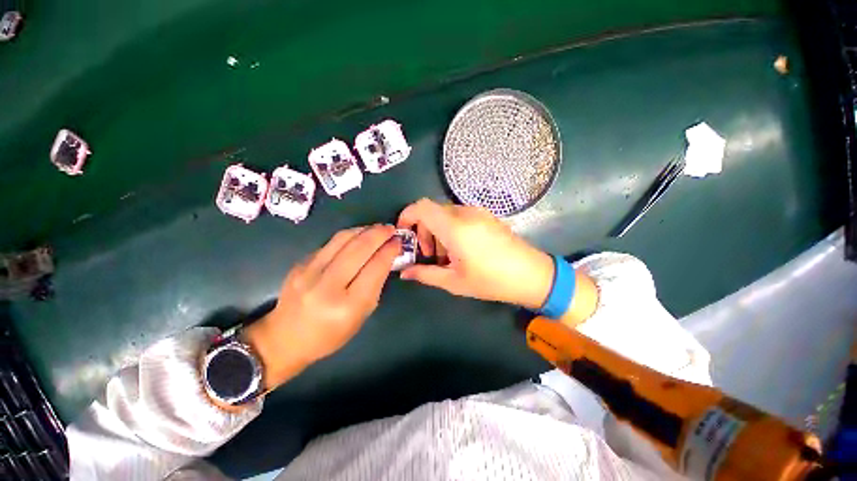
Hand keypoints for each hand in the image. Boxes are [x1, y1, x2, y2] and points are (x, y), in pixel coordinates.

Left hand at [244, 225, 399, 389]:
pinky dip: (349, 236)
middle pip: (359, 249)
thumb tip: (386, 257)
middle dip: (379, 234)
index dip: (389, 251)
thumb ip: (375, 285)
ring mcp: (309, 272)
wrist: (285, 338)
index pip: (375, 268)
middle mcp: (326, 286)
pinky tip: (358, 236)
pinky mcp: (300, 263)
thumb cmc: (330, 334)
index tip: (398, 242)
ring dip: (364, 230)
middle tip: (391, 229)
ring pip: (342, 239)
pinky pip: (330, 243)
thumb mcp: (362, 315)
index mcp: (347, 305)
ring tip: (377, 228)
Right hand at [396, 199, 554, 309]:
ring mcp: (478, 212)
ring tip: (446, 257)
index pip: (421, 207)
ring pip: (446, 215)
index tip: (404, 234)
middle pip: (432, 212)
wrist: (532, 275)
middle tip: (429, 256)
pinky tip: (460, 250)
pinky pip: (460, 217)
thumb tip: (404, 273)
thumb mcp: (454, 282)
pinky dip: (451, 229)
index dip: (407, 215)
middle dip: (423, 231)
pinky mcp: (487, 216)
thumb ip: (425, 274)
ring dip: (438, 232)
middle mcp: (465, 213)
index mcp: (455, 227)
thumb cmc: (491, 281)